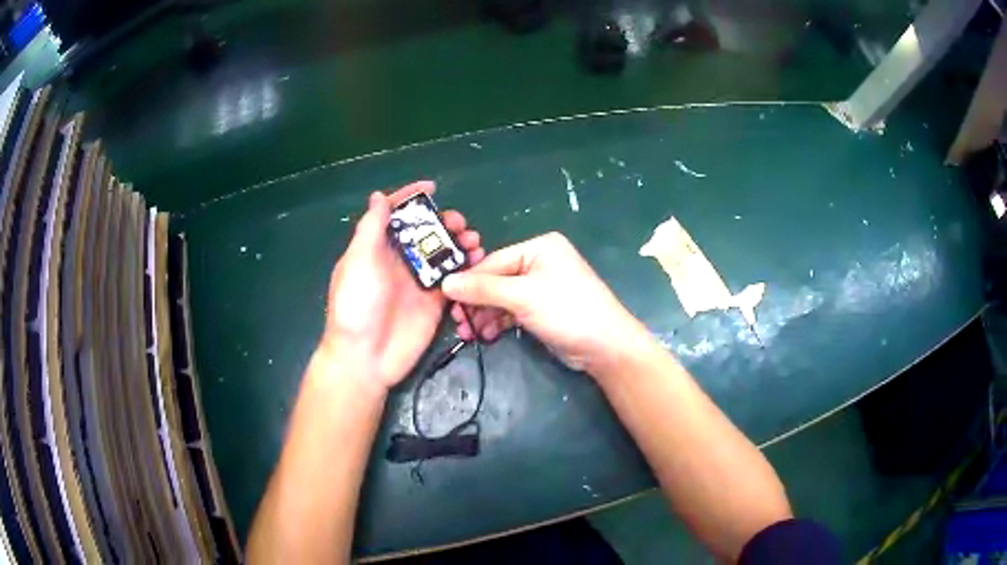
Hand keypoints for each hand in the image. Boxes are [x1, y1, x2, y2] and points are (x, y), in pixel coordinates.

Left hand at [321, 181, 484, 390]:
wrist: (366, 357)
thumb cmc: (356, 305)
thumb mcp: (358, 261)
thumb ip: (371, 229)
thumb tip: (379, 197)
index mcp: (376, 248)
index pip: (395, 214)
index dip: (411, 197)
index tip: (432, 187)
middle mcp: (398, 260)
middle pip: (424, 231)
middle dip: (443, 221)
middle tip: (459, 223)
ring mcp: (418, 280)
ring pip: (442, 252)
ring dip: (458, 241)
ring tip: (473, 240)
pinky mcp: (434, 300)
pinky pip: (453, 277)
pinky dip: (466, 266)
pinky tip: (477, 260)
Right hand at [443, 232, 650, 374]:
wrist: (605, 347)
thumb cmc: (567, 310)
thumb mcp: (523, 296)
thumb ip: (483, 289)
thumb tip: (445, 283)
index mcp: (538, 247)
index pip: (493, 261)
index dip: (468, 282)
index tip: (445, 300)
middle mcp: (539, 262)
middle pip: (495, 280)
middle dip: (476, 302)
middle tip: (458, 322)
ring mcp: (540, 287)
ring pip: (501, 298)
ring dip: (485, 315)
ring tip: (470, 334)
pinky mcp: (541, 309)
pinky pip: (511, 311)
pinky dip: (498, 322)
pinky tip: (487, 336)